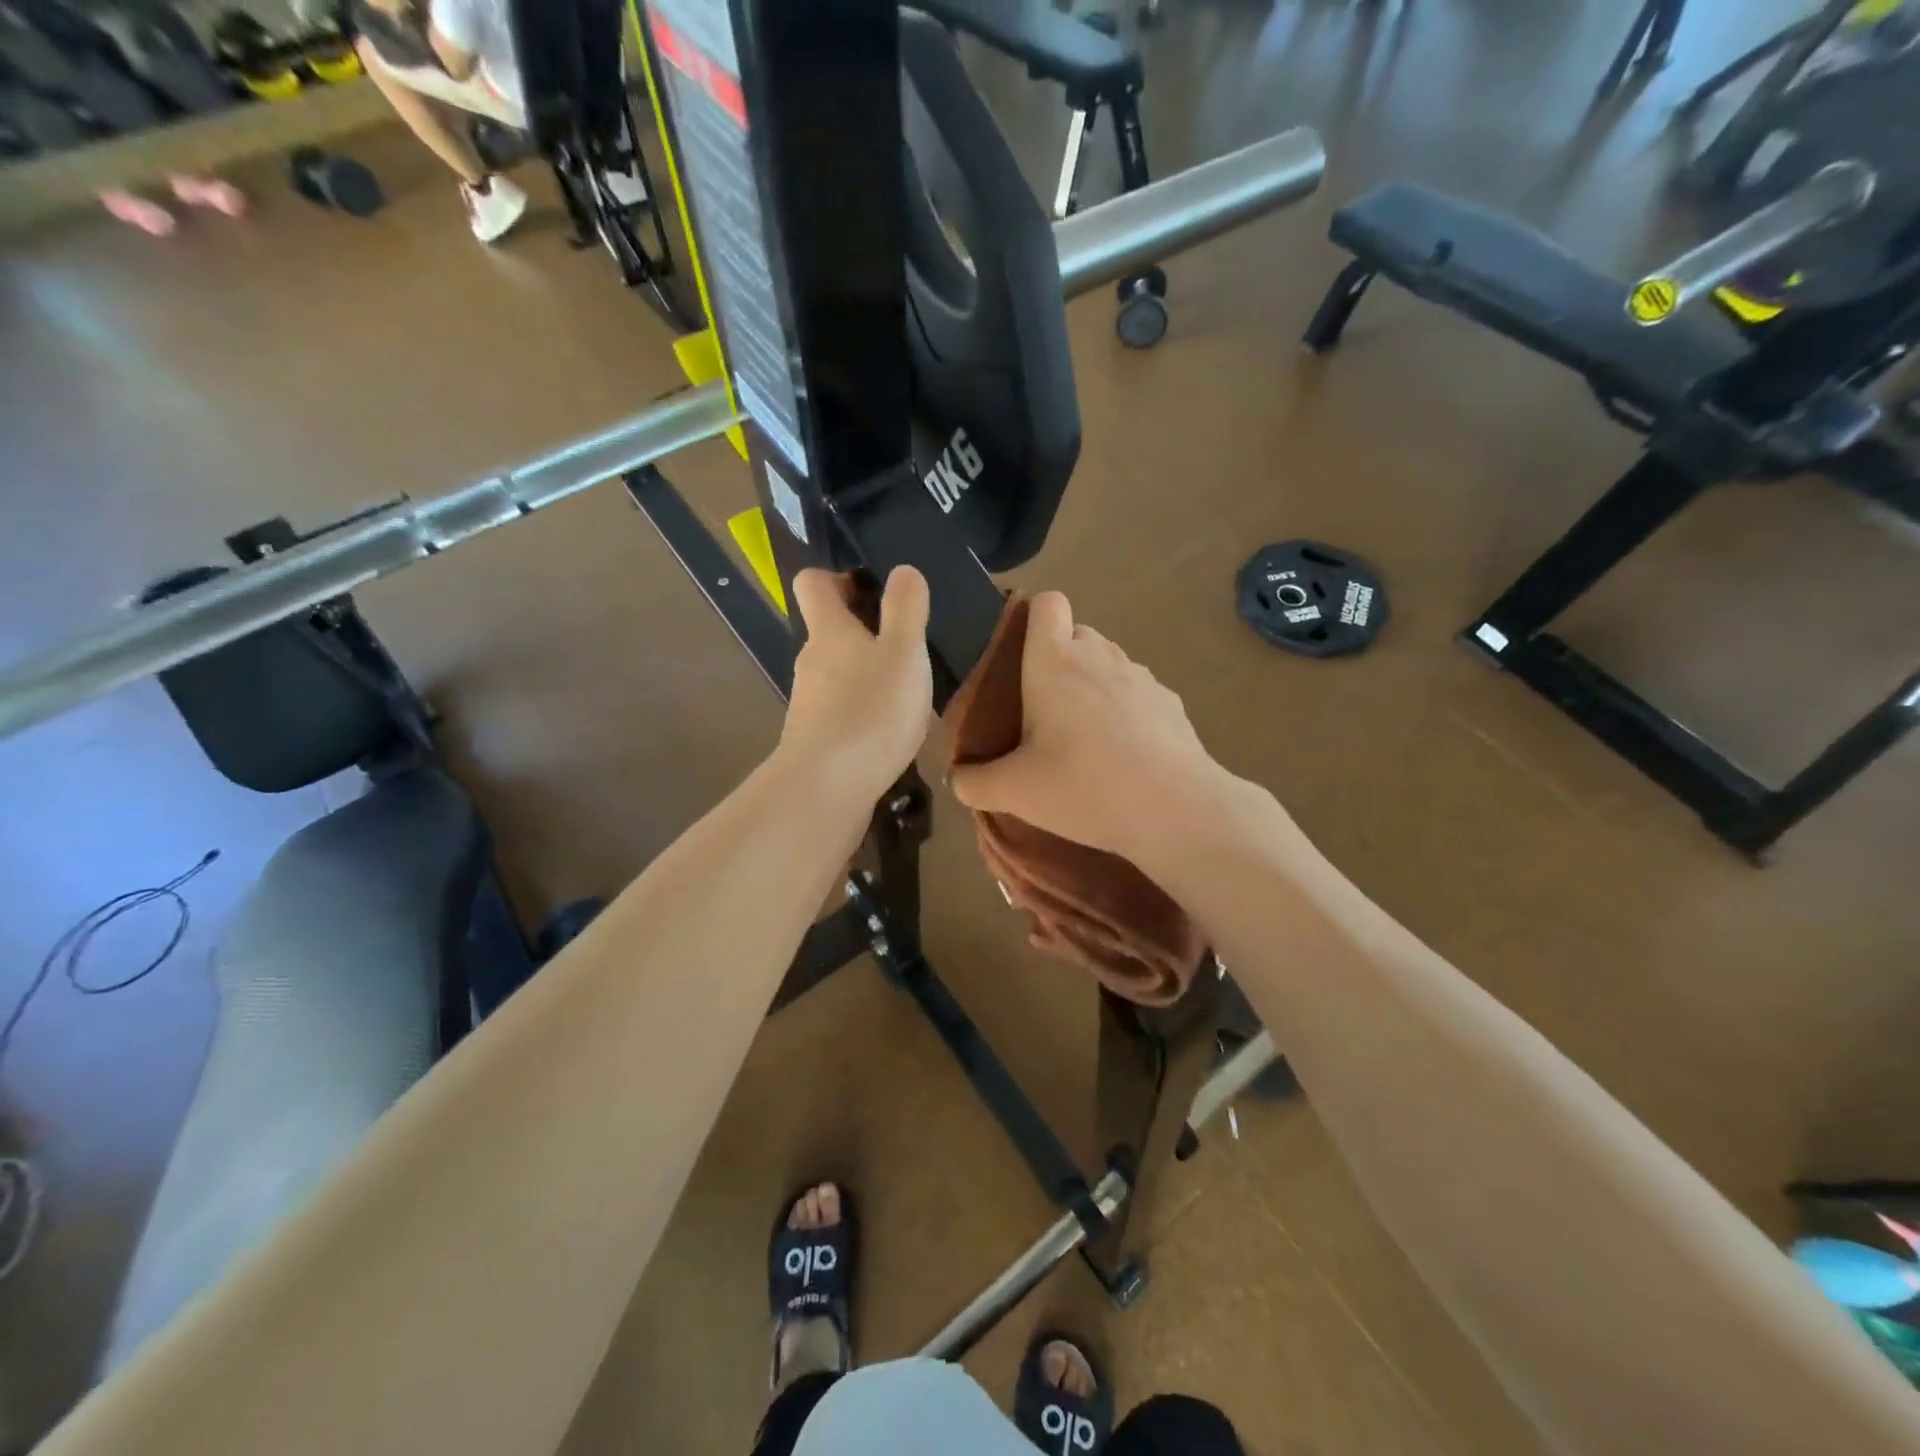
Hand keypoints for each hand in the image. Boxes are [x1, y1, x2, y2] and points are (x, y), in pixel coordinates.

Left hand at [778, 567, 933, 801]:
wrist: (828, 788)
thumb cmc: (871, 711)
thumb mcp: (903, 653)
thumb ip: (906, 609)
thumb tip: (903, 570)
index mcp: (828, 630)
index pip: (813, 583)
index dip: (838, 578)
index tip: (873, 591)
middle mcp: (811, 660)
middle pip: (829, 630)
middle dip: (864, 631)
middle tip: (907, 645)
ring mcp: (809, 702)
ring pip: (837, 672)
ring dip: (866, 673)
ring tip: (905, 691)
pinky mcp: (815, 737)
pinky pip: (840, 709)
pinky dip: (863, 709)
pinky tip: (889, 729)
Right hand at [949, 592, 1247, 871]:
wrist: (1176, 810)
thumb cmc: (1084, 787)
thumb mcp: (1014, 792)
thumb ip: (974, 782)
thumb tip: (959, 777)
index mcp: (1055, 661)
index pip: (1046, 603)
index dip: (1032, 619)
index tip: (1020, 657)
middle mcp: (1100, 655)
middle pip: (1076, 633)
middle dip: (1058, 660)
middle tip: (1043, 711)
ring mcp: (1141, 676)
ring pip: (1108, 663)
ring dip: (1093, 686)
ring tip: (1085, 738)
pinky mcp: (1171, 703)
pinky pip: (1137, 693)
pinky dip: (1126, 711)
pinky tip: (1124, 755)